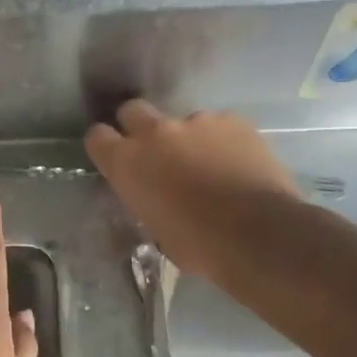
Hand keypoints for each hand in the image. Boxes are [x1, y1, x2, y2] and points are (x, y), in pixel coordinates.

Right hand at [84, 100, 302, 277]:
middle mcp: (155, 132)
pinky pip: (220, 126)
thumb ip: (146, 197)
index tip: (116, 157)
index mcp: (127, 163)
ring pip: (184, 122)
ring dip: (190, 140)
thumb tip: (153, 193)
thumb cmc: (199, 245)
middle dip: (140, 126)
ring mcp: (196, 121)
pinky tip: (239, 165)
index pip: (97, 137)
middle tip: (158, 152)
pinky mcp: (233, 120)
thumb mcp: (155, 228)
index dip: (106, 146)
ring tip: (213, 167)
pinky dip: (224, 142)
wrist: (259, 233)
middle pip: (133, 111)